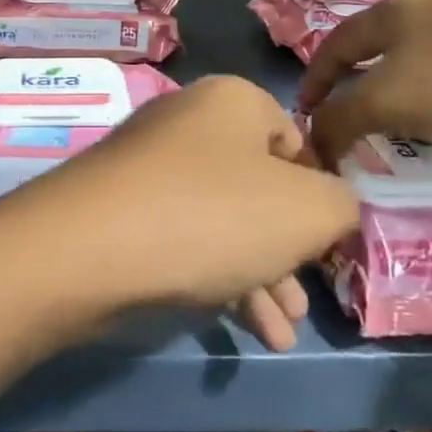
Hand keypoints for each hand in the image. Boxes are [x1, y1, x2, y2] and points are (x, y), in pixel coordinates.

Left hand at [0, 75, 359, 431]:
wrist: (90, 247)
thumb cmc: (213, 214)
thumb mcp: (306, 211)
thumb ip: (341, 205)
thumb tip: (332, 207)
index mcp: (234, 101)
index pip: (297, 141)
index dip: (319, 194)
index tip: (328, 243)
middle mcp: (191, 121)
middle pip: (259, 185)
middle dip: (289, 248)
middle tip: (307, 298)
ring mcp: (152, 163)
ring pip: (225, 218)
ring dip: (260, 274)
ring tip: (283, 330)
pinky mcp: (124, 206)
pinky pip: (187, 236)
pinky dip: (219, 277)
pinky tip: (245, 328)